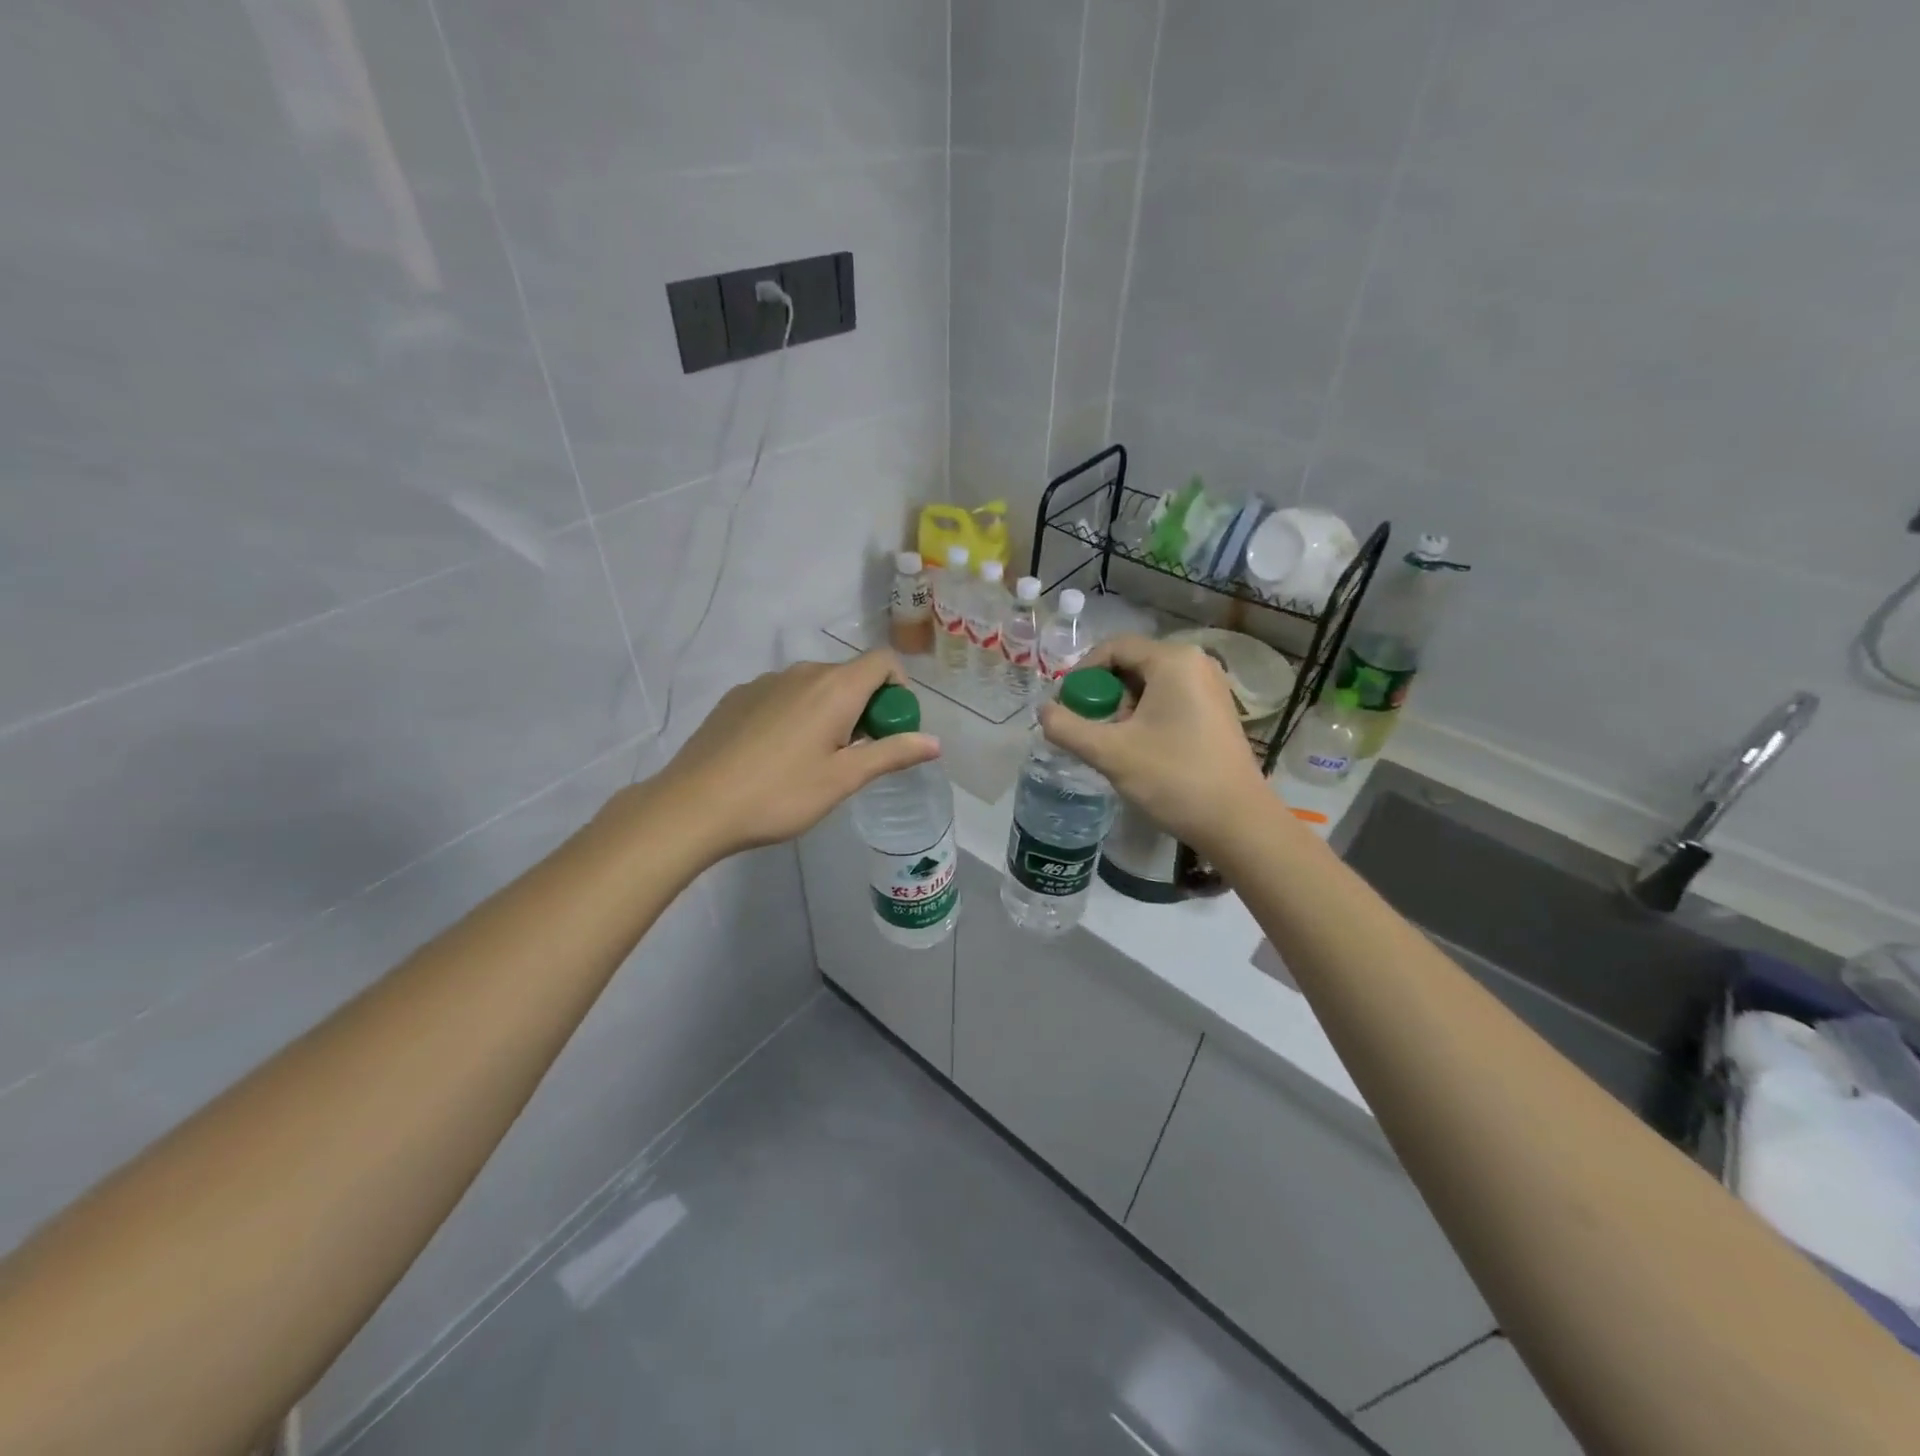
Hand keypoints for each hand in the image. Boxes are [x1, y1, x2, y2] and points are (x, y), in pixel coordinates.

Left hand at [652, 652, 939, 861]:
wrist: (695, 804)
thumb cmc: (780, 794)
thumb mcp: (843, 779)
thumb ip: (891, 754)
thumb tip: (934, 742)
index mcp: (835, 687)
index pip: (883, 662)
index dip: (898, 689)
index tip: (889, 729)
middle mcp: (802, 672)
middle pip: (849, 675)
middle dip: (864, 707)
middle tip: (855, 755)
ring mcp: (765, 681)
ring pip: (814, 686)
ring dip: (829, 712)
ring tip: (813, 760)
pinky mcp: (737, 696)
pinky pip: (782, 695)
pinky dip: (795, 714)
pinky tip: (775, 755)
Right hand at [1038, 635, 1270, 854]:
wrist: (1236, 822)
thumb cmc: (1173, 779)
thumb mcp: (1110, 753)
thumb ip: (1068, 728)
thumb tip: (1043, 711)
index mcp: (1173, 660)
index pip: (1114, 647)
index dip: (1082, 673)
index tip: (1065, 705)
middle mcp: (1196, 663)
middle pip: (1132, 665)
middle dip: (1103, 694)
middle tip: (1088, 728)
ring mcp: (1211, 687)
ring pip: (1150, 685)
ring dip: (1123, 708)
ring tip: (1113, 743)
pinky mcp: (1216, 711)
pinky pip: (1170, 699)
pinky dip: (1146, 716)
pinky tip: (1139, 749)